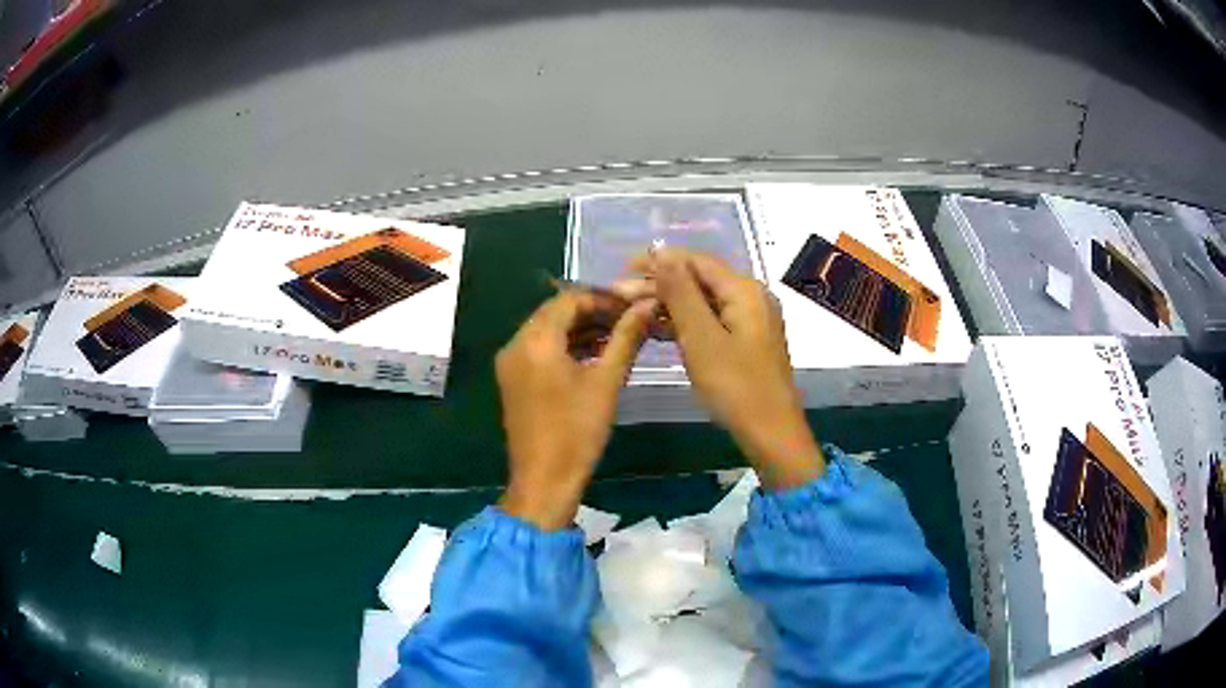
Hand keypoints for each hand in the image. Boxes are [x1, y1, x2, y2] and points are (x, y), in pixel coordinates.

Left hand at [496, 289, 654, 529]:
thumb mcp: (607, 382)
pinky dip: (565, 347)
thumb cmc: (578, 432)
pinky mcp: (513, 380)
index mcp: (535, 340)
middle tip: (628, 320)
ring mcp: (510, 363)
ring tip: (618, 336)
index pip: (569, 299)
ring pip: (547, 331)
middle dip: (592, 312)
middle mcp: (516, 344)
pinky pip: (539, 350)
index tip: (632, 306)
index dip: (603, 298)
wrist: (544, 480)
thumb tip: (646, 305)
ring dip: (580, 330)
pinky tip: (595, 355)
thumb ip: (626, 338)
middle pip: (555, 312)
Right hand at [635, 249, 824, 489]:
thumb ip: (680, 292)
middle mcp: (751, 297)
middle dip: (661, 284)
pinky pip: (712, 321)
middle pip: (700, 280)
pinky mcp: (746, 341)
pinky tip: (659, 330)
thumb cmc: (735, 386)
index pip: (696, 261)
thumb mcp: (701, 337)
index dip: (659, 260)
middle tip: (621, 296)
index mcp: (744, 290)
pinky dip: (685, 323)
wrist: (771, 433)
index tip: (624, 267)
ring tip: (633, 312)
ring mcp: (751, 320)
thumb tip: (661, 251)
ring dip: (669, 305)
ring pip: (704, 301)